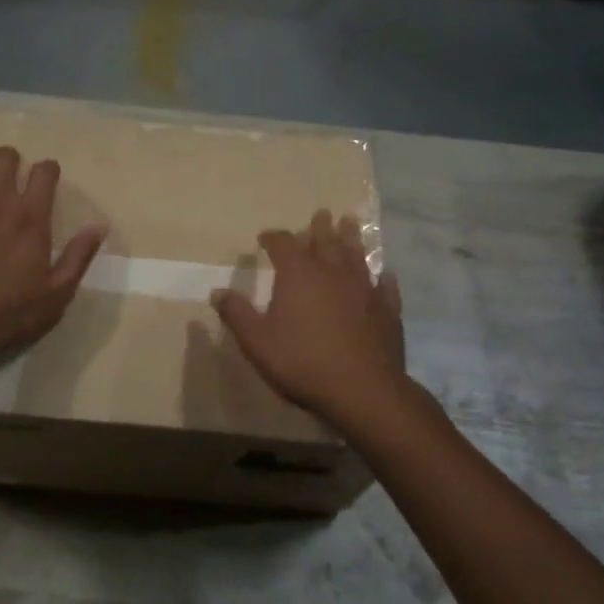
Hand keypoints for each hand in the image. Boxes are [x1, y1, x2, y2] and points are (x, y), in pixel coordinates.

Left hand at [0, 146, 105, 380]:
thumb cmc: (11, 313)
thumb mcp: (57, 293)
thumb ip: (79, 256)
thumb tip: (100, 226)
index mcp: (31, 219)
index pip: (43, 172)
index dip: (49, 170)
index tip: (49, 180)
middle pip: (4, 157)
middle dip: (13, 159)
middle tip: (17, 176)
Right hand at [210, 209, 405, 428]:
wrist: (362, 390)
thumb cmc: (302, 362)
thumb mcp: (257, 342)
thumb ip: (237, 314)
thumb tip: (217, 292)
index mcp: (298, 275)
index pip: (283, 244)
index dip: (273, 238)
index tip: (264, 238)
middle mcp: (332, 273)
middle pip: (326, 241)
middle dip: (319, 228)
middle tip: (322, 213)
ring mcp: (364, 290)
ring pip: (357, 256)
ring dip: (352, 238)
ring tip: (351, 223)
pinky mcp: (387, 310)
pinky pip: (385, 287)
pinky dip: (382, 278)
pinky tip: (384, 275)